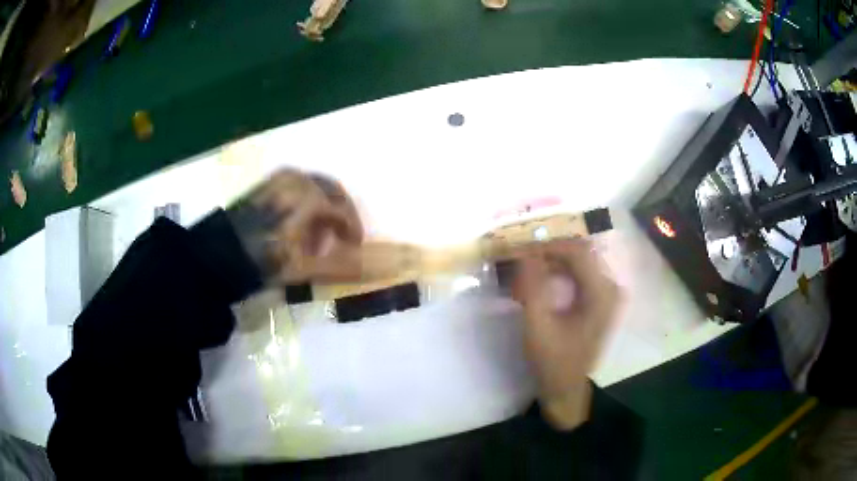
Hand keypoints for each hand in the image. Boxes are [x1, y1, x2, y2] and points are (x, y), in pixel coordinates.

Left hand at [226, 169, 363, 284]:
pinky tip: (298, 218)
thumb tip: (374, 268)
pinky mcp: (266, 183)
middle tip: (341, 237)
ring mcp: (280, 179)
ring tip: (318, 230)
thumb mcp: (304, 268)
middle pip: (332, 191)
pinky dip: (306, 197)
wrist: (221, 255)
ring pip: (315, 184)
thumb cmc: (265, 261)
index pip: (343, 210)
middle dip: (341, 213)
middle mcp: (298, 180)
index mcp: (309, 197)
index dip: (353, 229)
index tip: (353, 247)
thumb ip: (340, 266)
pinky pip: (296, 183)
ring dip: (324, 204)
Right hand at [512, 239, 619, 429]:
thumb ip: (532, 285)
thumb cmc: (552, 361)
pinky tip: (538, 284)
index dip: (548, 245)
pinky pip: (578, 274)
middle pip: (578, 253)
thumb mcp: (537, 325)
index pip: (576, 251)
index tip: (520, 249)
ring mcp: (607, 293)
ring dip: (550, 263)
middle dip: (547, 253)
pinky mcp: (600, 300)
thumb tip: (525, 251)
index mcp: (601, 293)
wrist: (566, 388)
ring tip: (525, 275)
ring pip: (577, 262)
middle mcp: (610, 287)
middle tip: (520, 261)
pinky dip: (557, 274)